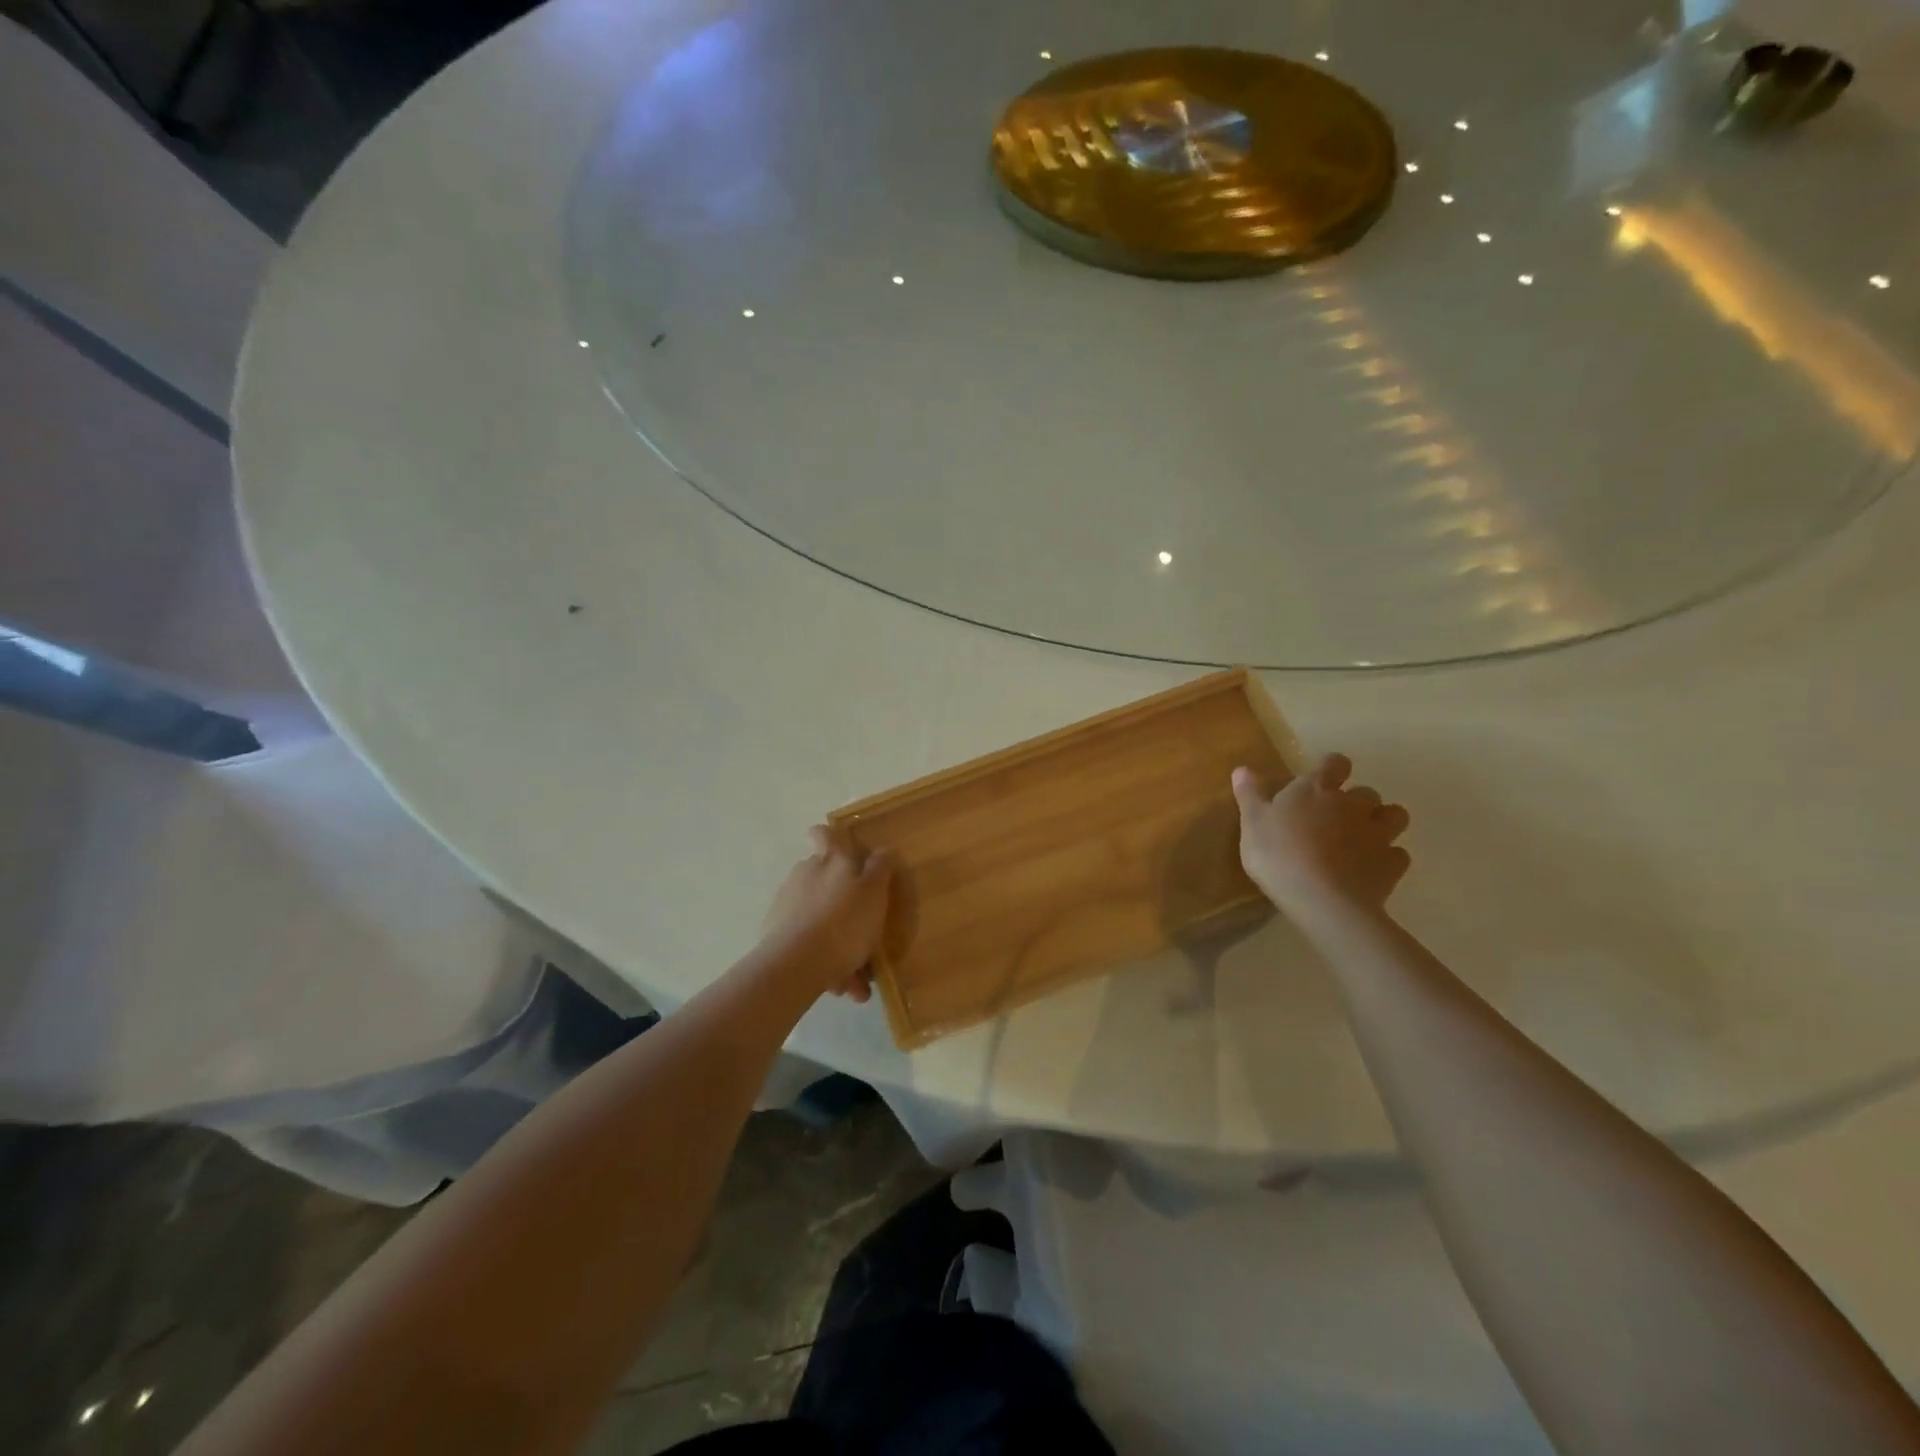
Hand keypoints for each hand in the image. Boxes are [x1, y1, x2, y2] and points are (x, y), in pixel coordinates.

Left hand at [758, 826, 893, 1001]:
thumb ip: (880, 868)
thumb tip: (883, 849)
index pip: (824, 834)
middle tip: (865, 931)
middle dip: (844, 904)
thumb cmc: (844, 923)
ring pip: (820, 919)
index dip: (831, 837)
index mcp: (830, 861)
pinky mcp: (775, 934)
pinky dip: (824, 960)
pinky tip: (839, 985)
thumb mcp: (874, 893)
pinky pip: (808, 944)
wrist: (794, 966)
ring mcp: (786, 904)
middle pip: (824, 880)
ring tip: (857, 977)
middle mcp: (805, 875)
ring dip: (838, 941)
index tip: (844, 852)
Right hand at [1231, 754, 1410, 924]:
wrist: (1323, 901)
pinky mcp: (1392, 865)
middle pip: (1367, 791)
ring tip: (1364, 837)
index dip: (1331, 768)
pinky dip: (1388, 857)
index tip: (1322, 778)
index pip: (1334, 763)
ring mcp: (1377, 834)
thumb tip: (1242, 768)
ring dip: (1383, 821)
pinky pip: (1398, 854)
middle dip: (1357, 800)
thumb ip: (1250, 795)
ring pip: (1395, 816)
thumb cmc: (1279, 855)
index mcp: (1316, 789)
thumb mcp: (1252, 824)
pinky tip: (1372, 868)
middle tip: (1337, 818)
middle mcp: (1352, 804)